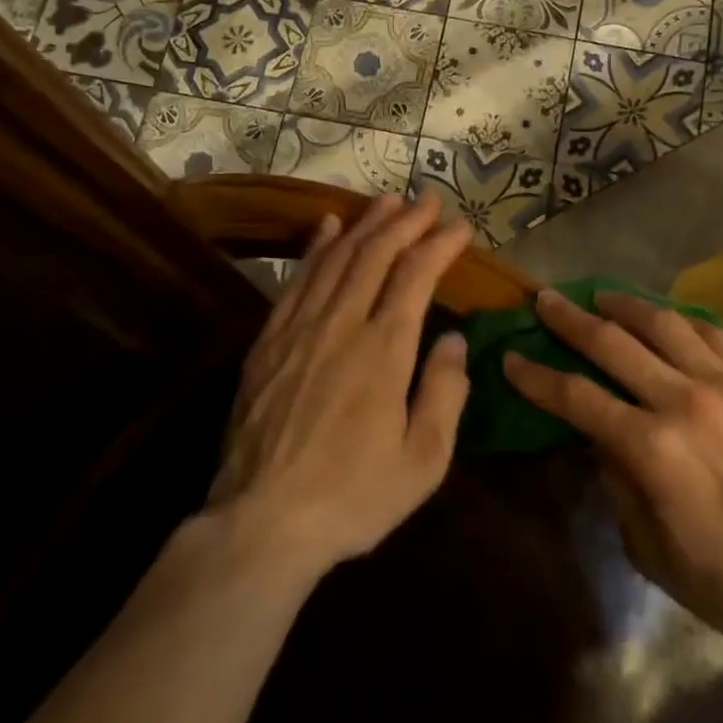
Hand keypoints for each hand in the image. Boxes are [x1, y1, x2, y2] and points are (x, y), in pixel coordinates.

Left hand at [208, 193, 473, 576]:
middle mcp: (342, 325)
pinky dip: (314, 248)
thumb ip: (445, 393)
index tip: (460, 227)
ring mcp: (299, 329)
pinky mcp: (268, 343)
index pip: (415, 276)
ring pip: (335, 258)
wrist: (262, 523)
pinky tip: (325, 227)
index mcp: (384, 351)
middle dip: (405, 221)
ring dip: (364, 224)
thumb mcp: (423, 461)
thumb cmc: (353, 496)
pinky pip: (296, 281)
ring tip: (386, 201)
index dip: (439, 245)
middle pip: (375, 255)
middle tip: (427, 199)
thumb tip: (456, 340)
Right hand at [502, 289, 722, 650]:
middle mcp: (685, 401)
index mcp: (651, 449)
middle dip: (570, 319)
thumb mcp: (650, 548)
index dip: (536, 377)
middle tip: (545, 300)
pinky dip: (681, 319)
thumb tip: (597, 436)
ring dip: (625, 305)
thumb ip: (617, 482)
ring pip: (665, 324)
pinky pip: (714, 334)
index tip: (511, 358)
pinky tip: (665, 317)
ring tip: (601, 295)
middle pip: (613, 344)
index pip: (576, 397)